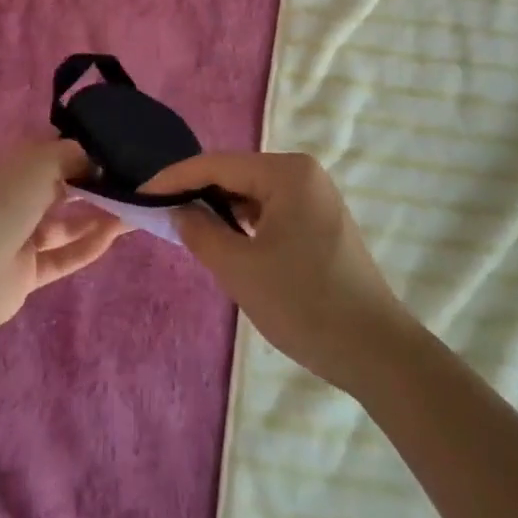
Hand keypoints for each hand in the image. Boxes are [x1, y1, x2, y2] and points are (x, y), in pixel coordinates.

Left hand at [0, 139, 126, 344]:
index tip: (117, 149)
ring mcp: (20, 237)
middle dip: (94, 182)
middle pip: (60, 186)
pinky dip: (89, 245)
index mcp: (9, 167)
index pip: (50, 152)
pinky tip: (118, 234)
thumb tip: (95, 157)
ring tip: (136, 206)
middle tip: (134, 179)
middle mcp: (14, 198)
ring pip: (66, 223)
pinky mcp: (28, 272)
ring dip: (98, 214)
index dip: (82, 149)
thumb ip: (71, 155)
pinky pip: (64, 255)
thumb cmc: (0, 204)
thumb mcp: (39, 164)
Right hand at [144, 152, 414, 392]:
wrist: (376, 352)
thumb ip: (200, 232)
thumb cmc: (304, 303)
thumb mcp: (239, 269)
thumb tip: (179, 211)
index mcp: (287, 172)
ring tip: (188, 229)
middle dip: (198, 193)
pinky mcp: (322, 222)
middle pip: (236, 175)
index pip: (216, 164)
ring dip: (221, 210)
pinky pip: (272, 210)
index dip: (174, 179)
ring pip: (253, 194)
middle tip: (160, 214)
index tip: (140, 195)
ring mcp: (316, 197)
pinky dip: (246, 223)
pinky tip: (228, 242)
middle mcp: (304, 173)